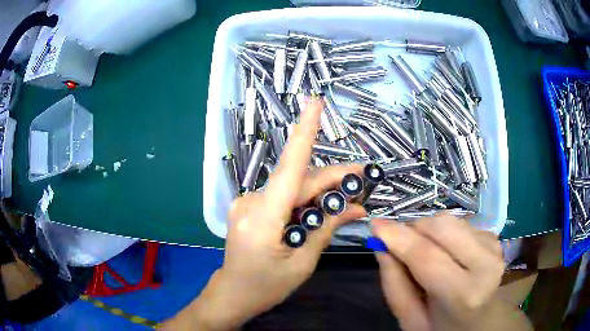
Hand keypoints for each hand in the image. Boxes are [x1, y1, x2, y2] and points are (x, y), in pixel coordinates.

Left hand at [165, 97, 365, 329]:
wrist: (234, 293)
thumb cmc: (267, 286)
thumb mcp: (303, 262)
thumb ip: (326, 229)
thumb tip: (356, 207)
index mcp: (262, 218)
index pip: (289, 168)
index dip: (304, 132)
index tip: (314, 102)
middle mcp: (251, 202)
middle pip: (299, 181)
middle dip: (332, 180)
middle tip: (362, 181)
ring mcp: (247, 202)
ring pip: (292, 188)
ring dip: (320, 192)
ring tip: (348, 201)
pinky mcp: (249, 206)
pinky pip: (283, 197)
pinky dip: (304, 201)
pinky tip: (321, 210)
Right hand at [373, 214, 528, 330]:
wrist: (482, 322)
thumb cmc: (444, 327)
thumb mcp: (411, 320)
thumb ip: (395, 285)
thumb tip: (382, 246)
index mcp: (464, 294)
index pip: (427, 256)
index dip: (398, 237)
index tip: (375, 225)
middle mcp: (485, 263)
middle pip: (441, 227)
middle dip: (414, 230)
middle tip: (400, 245)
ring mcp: (493, 246)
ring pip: (450, 221)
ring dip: (428, 232)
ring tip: (425, 254)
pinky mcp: (494, 237)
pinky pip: (460, 223)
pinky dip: (444, 234)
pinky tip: (446, 253)